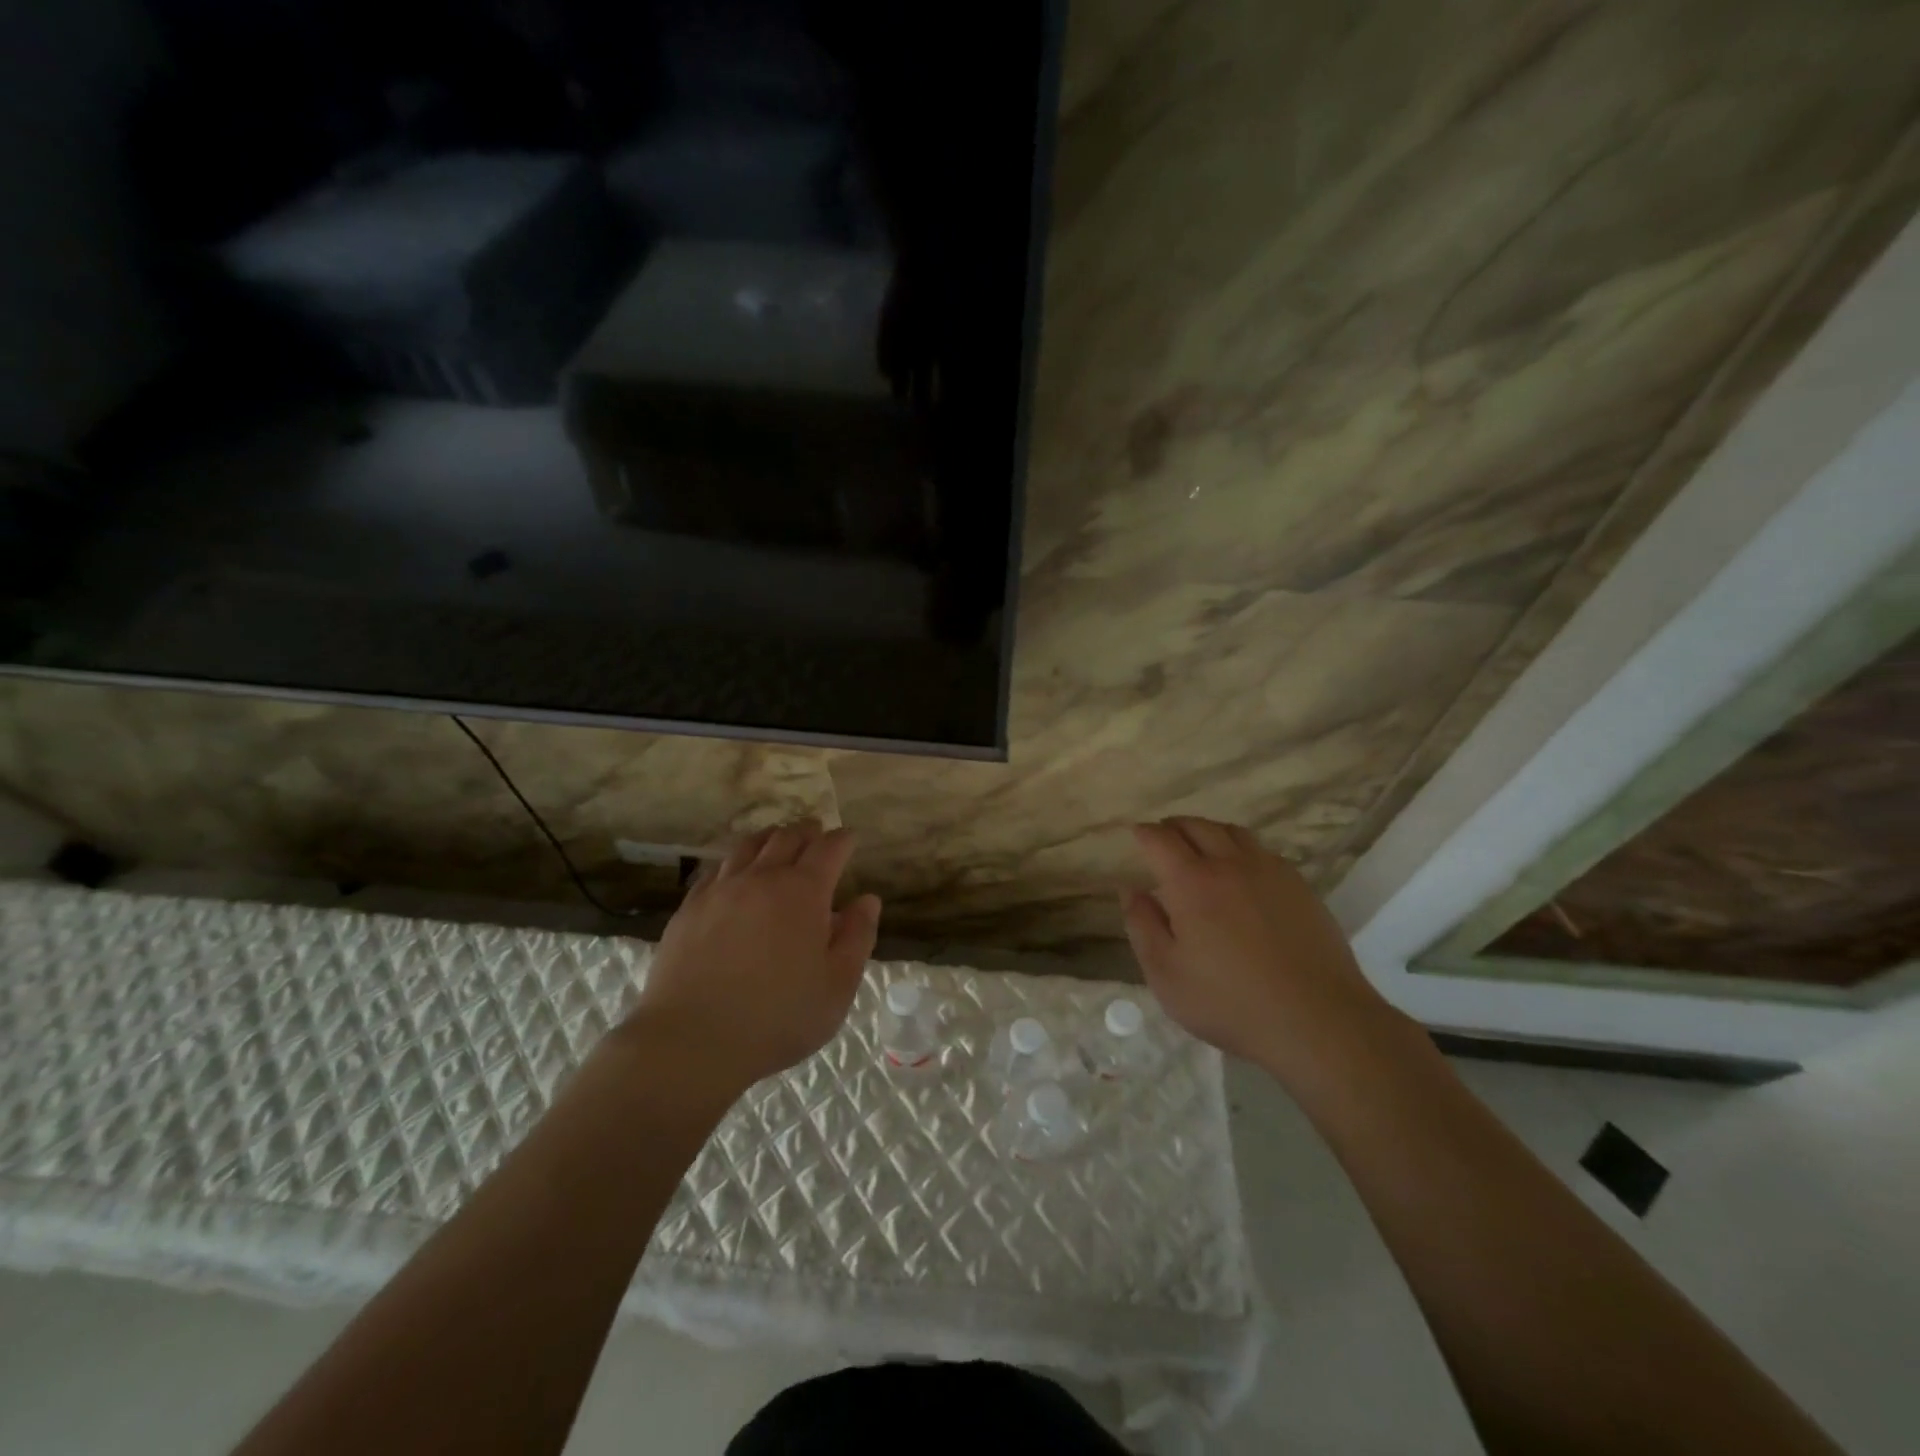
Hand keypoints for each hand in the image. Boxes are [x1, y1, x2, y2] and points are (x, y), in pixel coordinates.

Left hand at [625, 819, 881, 1094]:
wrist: (692, 1039)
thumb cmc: (778, 1017)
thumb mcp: (837, 986)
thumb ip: (857, 937)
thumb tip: (867, 900)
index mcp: (804, 892)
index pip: (829, 849)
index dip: (843, 840)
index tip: (850, 839)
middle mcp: (762, 878)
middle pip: (787, 837)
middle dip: (808, 832)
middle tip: (817, 834)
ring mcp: (721, 890)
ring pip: (748, 846)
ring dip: (770, 838)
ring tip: (777, 842)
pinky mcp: (690, 908)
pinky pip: (716, 869)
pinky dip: (735, 862)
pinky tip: (734, 874)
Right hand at [1121, 817, 1398, 1077]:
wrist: (1317, 1021)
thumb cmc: (1229, 1002)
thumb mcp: (1166, 974)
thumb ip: (1142, 926)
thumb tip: (1130, 890)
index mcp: (1192, 882)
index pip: (1161, 840)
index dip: (1144, 833)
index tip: (1136, 835)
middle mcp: (1230, 864)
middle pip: (1198, 826)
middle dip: (1174, 826)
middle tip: (1163, 836)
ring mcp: (1270, 872)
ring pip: (1234, 833)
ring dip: (1209, 831)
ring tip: (1200, 846)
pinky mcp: (1300, 887)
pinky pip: (1263, 851)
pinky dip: (1241, 849)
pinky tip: (1242, 871)